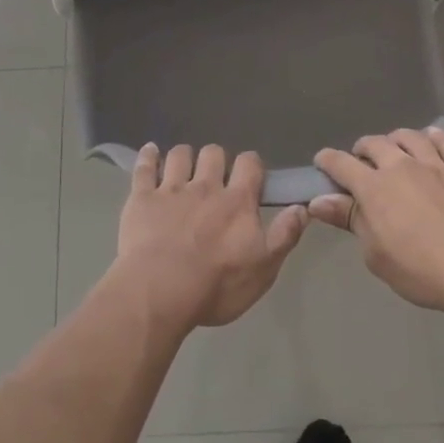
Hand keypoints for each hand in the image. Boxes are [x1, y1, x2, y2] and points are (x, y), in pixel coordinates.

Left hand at [113, 144, 310, 330]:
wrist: (160, 291)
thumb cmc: (217, 285)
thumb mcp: (263, 269)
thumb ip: (284, 236)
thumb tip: (301, 207)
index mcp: (237, 201)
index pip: (250, 164)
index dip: (251, 165)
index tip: (251, 176)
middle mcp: (205, 186)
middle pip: (213, 153)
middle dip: (216, 159)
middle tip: (215, 177)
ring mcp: (171, 190)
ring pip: (179, 155)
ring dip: (184, 156)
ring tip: (184, 167)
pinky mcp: (142, 198)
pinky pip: (144, 168)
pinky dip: (148, 156)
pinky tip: (150, 152)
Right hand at [312, 128, 443, 312]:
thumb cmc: (420, 270)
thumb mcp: (375, 254)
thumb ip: (349, 220)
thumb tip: (319, 201)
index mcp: (374, 187)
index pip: (341, 163)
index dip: (327, 160)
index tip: (322, 162)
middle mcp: (401, 166)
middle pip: (375, 143)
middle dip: (362, 148)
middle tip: (362, 161)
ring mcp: (435, 165)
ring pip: (410, 137)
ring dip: (396, 139)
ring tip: (395, 148)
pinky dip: (435, 138)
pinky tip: (432, 138)